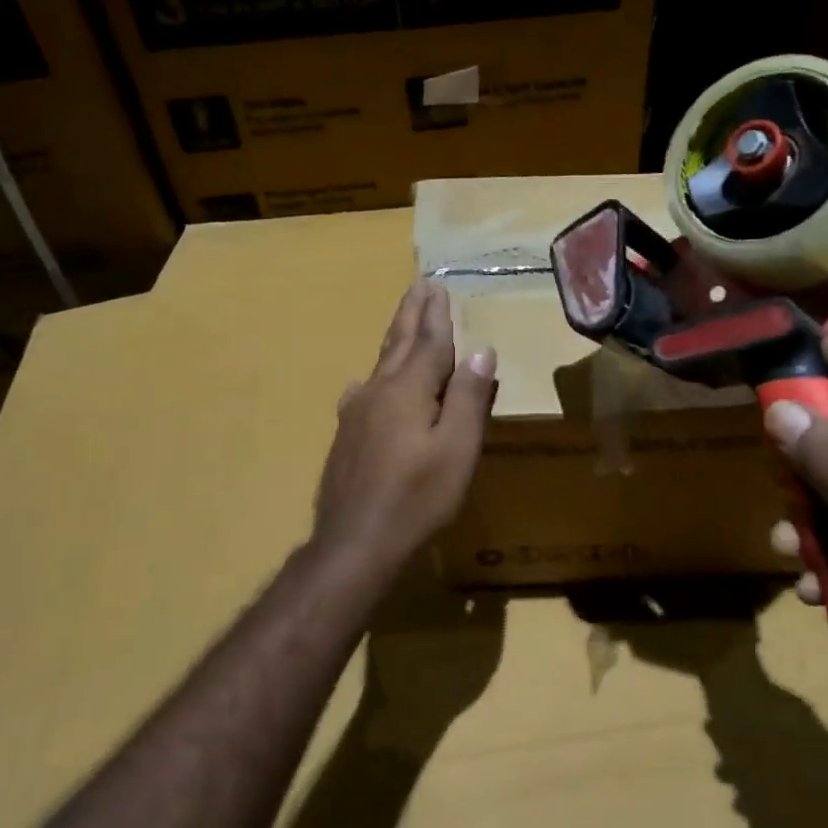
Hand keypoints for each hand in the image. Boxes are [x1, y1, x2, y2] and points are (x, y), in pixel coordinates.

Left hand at [310, 281, 497, 574]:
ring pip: (380, 364)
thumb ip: (469, 398)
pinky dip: (374, 377)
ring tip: (403, 323)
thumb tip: (481, 350)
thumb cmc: (417, 497)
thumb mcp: (458, 449)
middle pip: (399, 343)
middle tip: (419, 286)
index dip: (437, 315)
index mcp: (409, 389)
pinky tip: (365, 383)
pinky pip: (364, 392)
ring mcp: (356, 413)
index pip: (429, 342)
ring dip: (395, 339)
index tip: (438, 287)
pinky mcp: (346, 436)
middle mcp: (378, 391)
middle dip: (411, 314)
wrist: (355, 542)